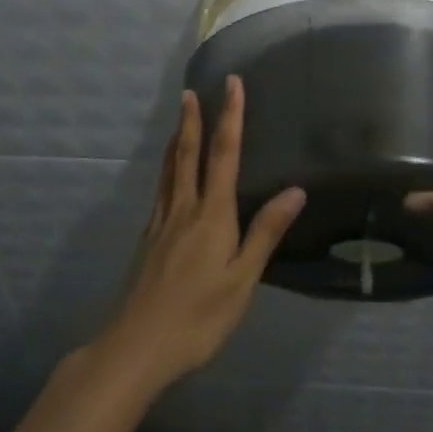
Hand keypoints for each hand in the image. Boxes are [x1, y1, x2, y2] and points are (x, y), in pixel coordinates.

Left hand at [98, 76, 304, 394]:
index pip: (224, 154)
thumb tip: (295, 190)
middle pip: (188, 154)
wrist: (137, 346)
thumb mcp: (243, 280)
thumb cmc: (199, 317)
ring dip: (176, 141)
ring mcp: (161, 224)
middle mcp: (184, 209)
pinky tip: (168, 181)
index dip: (230, 116)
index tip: (232, 84)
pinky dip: (166, 172)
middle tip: (191, 91)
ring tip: (178, 121)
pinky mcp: (147, 241)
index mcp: (212, 215)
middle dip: (193, 120)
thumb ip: (265, 233)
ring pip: (168, 171)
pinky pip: (160, 193)